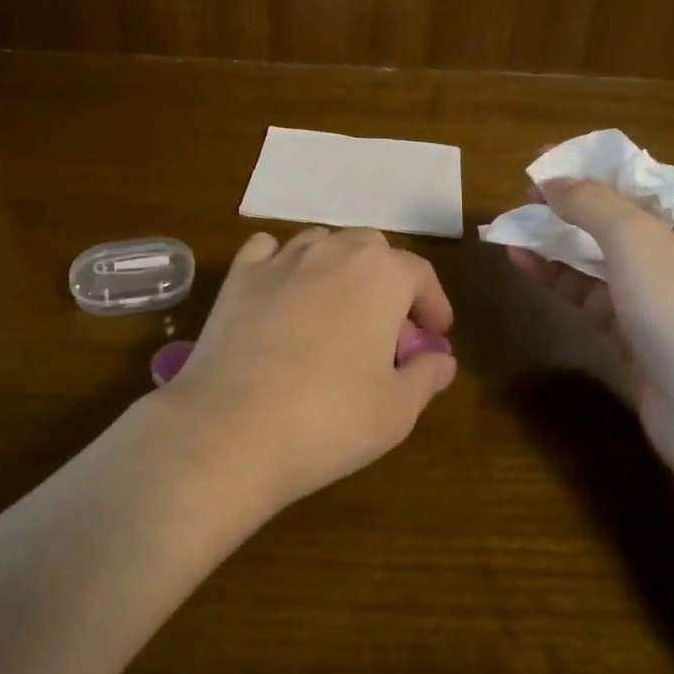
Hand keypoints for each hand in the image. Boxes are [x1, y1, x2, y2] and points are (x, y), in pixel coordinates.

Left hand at [156, 228, 458, 511]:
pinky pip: (268, 250)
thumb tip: (442, 358)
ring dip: (339, 268)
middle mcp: (333, 250)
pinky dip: (282, 262)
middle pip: (372, 250)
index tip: (434, 336)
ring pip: (322, 243)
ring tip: (337, 308)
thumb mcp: (397, 410)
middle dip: (387, 281)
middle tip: (387, 327)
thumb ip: (427, 376)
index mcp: (381, 274)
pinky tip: (283, 291)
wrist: (231, 430)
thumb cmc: (328, 419)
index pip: (420, 274)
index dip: (433, 304)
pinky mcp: (240, 276)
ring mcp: (282, 259)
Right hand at [507, 176, 673, 471]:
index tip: (547, 159)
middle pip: (621, 215)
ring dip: (559, 239)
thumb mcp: (639, 239)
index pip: (646, 176)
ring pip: (603, 255)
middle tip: (524, 192)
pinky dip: (560, 275)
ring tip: (512, 223)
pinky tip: (521, 260)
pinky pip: (594, 292)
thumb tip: (552, 180)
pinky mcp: (640, 332)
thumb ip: (591, 201)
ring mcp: (665, 296)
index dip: (595, 165)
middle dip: (572, 202)